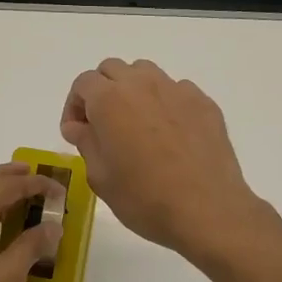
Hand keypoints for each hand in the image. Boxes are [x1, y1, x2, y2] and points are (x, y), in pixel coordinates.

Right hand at [60, 58, 268, 263]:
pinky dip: (165, 104)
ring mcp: (177, 90)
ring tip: (136, 125)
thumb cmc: (144, 199)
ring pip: (146, 74)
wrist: (207, 210)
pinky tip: (170, 136)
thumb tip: (78, 126)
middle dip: (102, 92)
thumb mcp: (101, 177)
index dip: (74, 106)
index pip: (83, 84)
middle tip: (103, 127)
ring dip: (133, 91)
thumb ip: (86, 143)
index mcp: (110, 100)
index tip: (77, 133)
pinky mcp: (204, 104)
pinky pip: (177, 91)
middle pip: (113, 70)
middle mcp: (142, 84)